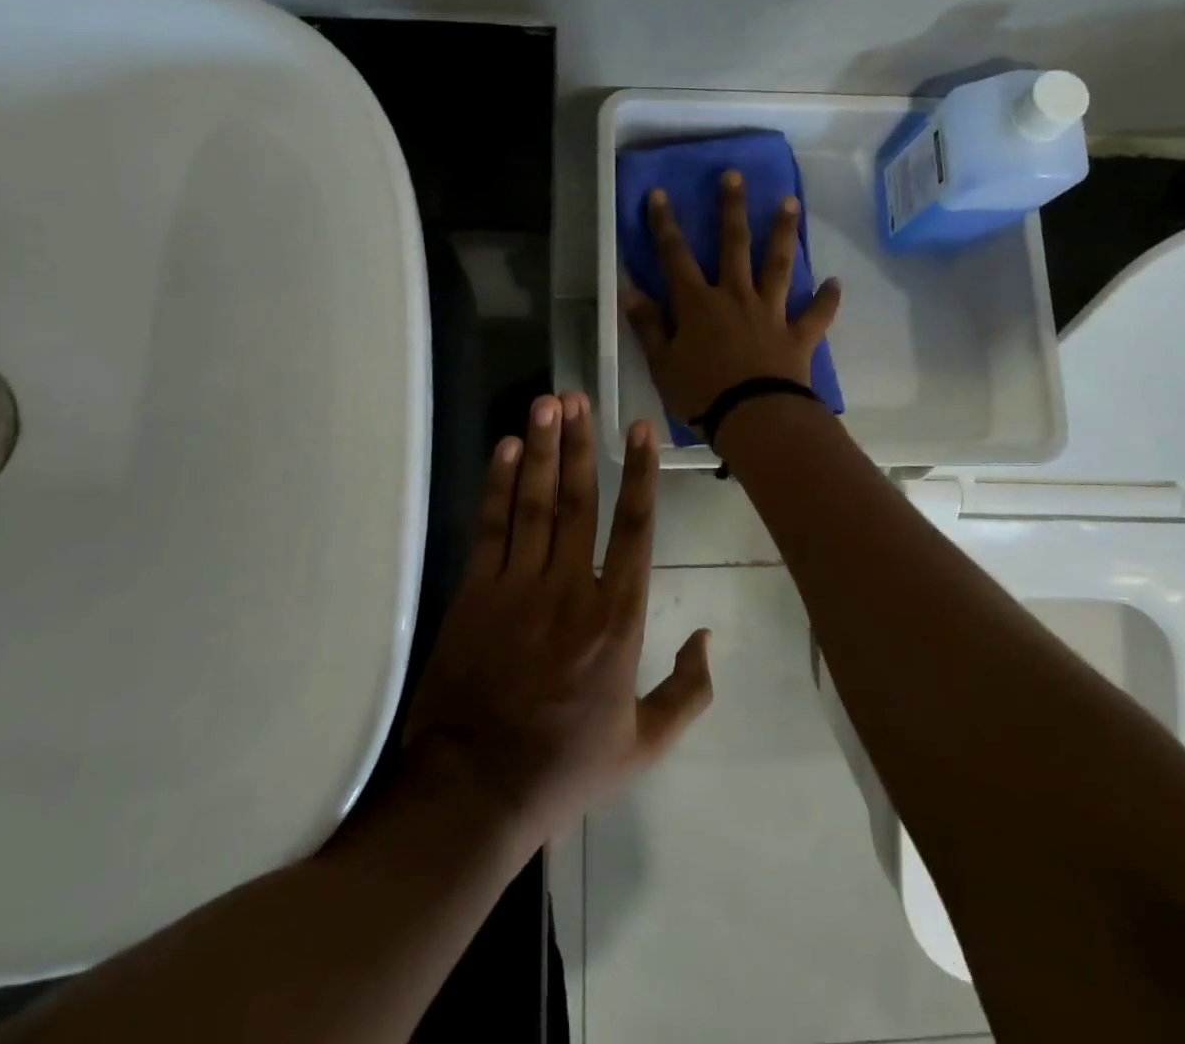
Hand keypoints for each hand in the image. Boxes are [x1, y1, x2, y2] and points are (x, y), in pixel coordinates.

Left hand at [403, 393, 712, 841]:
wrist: (476, 789)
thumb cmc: (566, 765)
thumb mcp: (645, 743)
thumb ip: (688, 691)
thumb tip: (708, 637)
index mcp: (618, 619)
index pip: (635, 529)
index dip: (640, 473)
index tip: (638, 428)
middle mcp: (571, 588)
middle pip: (578, 500)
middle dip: (580, 443)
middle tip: (578, 396)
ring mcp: (519, 587)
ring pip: (534, 503)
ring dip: (541, 449)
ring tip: (547, 403)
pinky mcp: (476, 593)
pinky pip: (491, 527)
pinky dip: (499, 485)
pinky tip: (506, 449)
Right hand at [623, 171, 841, 427]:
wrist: (755, 418)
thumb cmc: (701, 394)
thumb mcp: (662, 364)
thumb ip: (649, 326)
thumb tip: (629, 292)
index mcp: (698, 304)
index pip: (675, 256)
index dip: (664, 224)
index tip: (659, 194)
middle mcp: (735, 297)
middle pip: (733, 245)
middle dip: (732, 209)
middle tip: (735, 176)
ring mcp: (770, 312)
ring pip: (779, 265)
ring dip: (783, 233)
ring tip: (790, 203)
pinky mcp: (798, 335)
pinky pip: (816, 314)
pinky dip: (827, 299)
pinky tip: (836, 283)